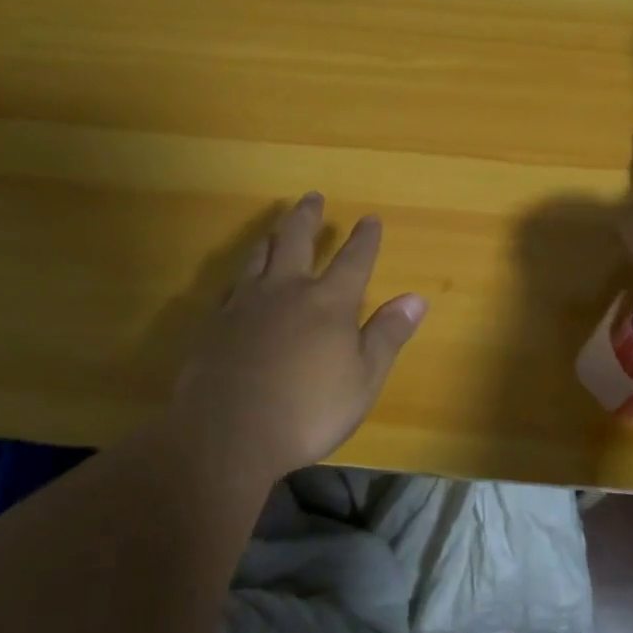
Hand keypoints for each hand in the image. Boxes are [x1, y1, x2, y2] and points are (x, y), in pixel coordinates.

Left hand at [169, 193, 426, 482]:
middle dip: (307, 216)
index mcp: (328, 302)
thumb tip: (417, 298)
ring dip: (271, 237)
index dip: (364, 238)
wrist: (229, 435)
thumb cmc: (309, 411)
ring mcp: (245, 304)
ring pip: (258, 256)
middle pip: (296, 239)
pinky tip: (241, 283)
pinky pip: (231, 288)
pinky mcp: (214, 324)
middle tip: (313, 197)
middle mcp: (286, 290)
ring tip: (275, 227)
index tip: (370, 218)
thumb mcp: (363, 379)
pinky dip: (243, 277)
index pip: (353, 259)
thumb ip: (388, 335)